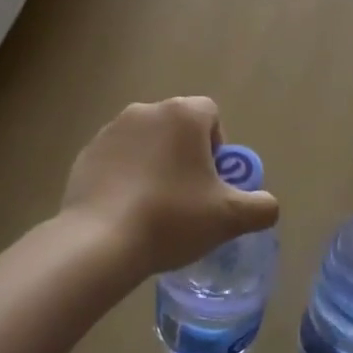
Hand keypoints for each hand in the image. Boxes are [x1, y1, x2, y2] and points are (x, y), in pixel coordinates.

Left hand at [60, 97, 279, 280]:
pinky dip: (125, 177)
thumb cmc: (172, 218)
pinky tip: (127, 211)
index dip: (218, 146)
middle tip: (189, 197)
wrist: (100, 241)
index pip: (210, 114)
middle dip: (186, 155)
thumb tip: (267, 206)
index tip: (213, 181)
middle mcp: (145, 111)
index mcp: (182, 114)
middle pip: (177, 127)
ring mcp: (110, 131)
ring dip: (155, 164)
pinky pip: (117, 159)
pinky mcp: (86, 154)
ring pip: (146, 142)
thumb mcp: (230, 218)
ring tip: (155, 207)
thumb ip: (261, 207)